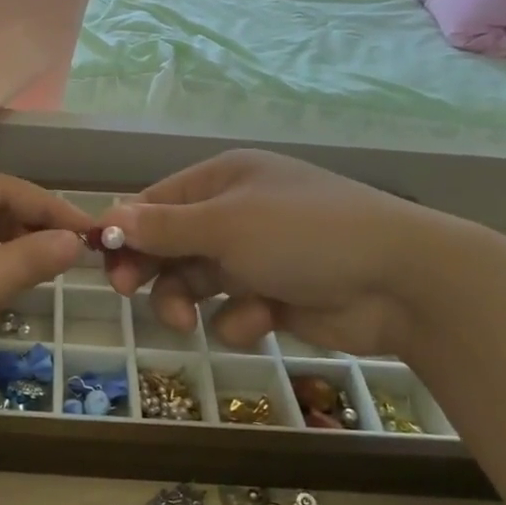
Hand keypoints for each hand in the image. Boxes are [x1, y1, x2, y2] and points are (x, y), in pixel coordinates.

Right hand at [100, 149, 468, 358]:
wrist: (403, 282)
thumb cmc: (303, 235)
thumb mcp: (225, 225)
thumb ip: (163, 227)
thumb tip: (106, 216)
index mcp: (223, 181)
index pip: (156, 203)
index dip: (125, 231)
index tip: (102, 262)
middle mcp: (237, 213)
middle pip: (171, 244)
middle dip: (153, 271)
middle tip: (129, 294)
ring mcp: (258, 256)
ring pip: (197, 281)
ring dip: (188, 301)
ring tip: (188, 322)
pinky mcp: (278, 296)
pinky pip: (235, 309)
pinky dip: (241, 318)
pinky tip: (262, 319)